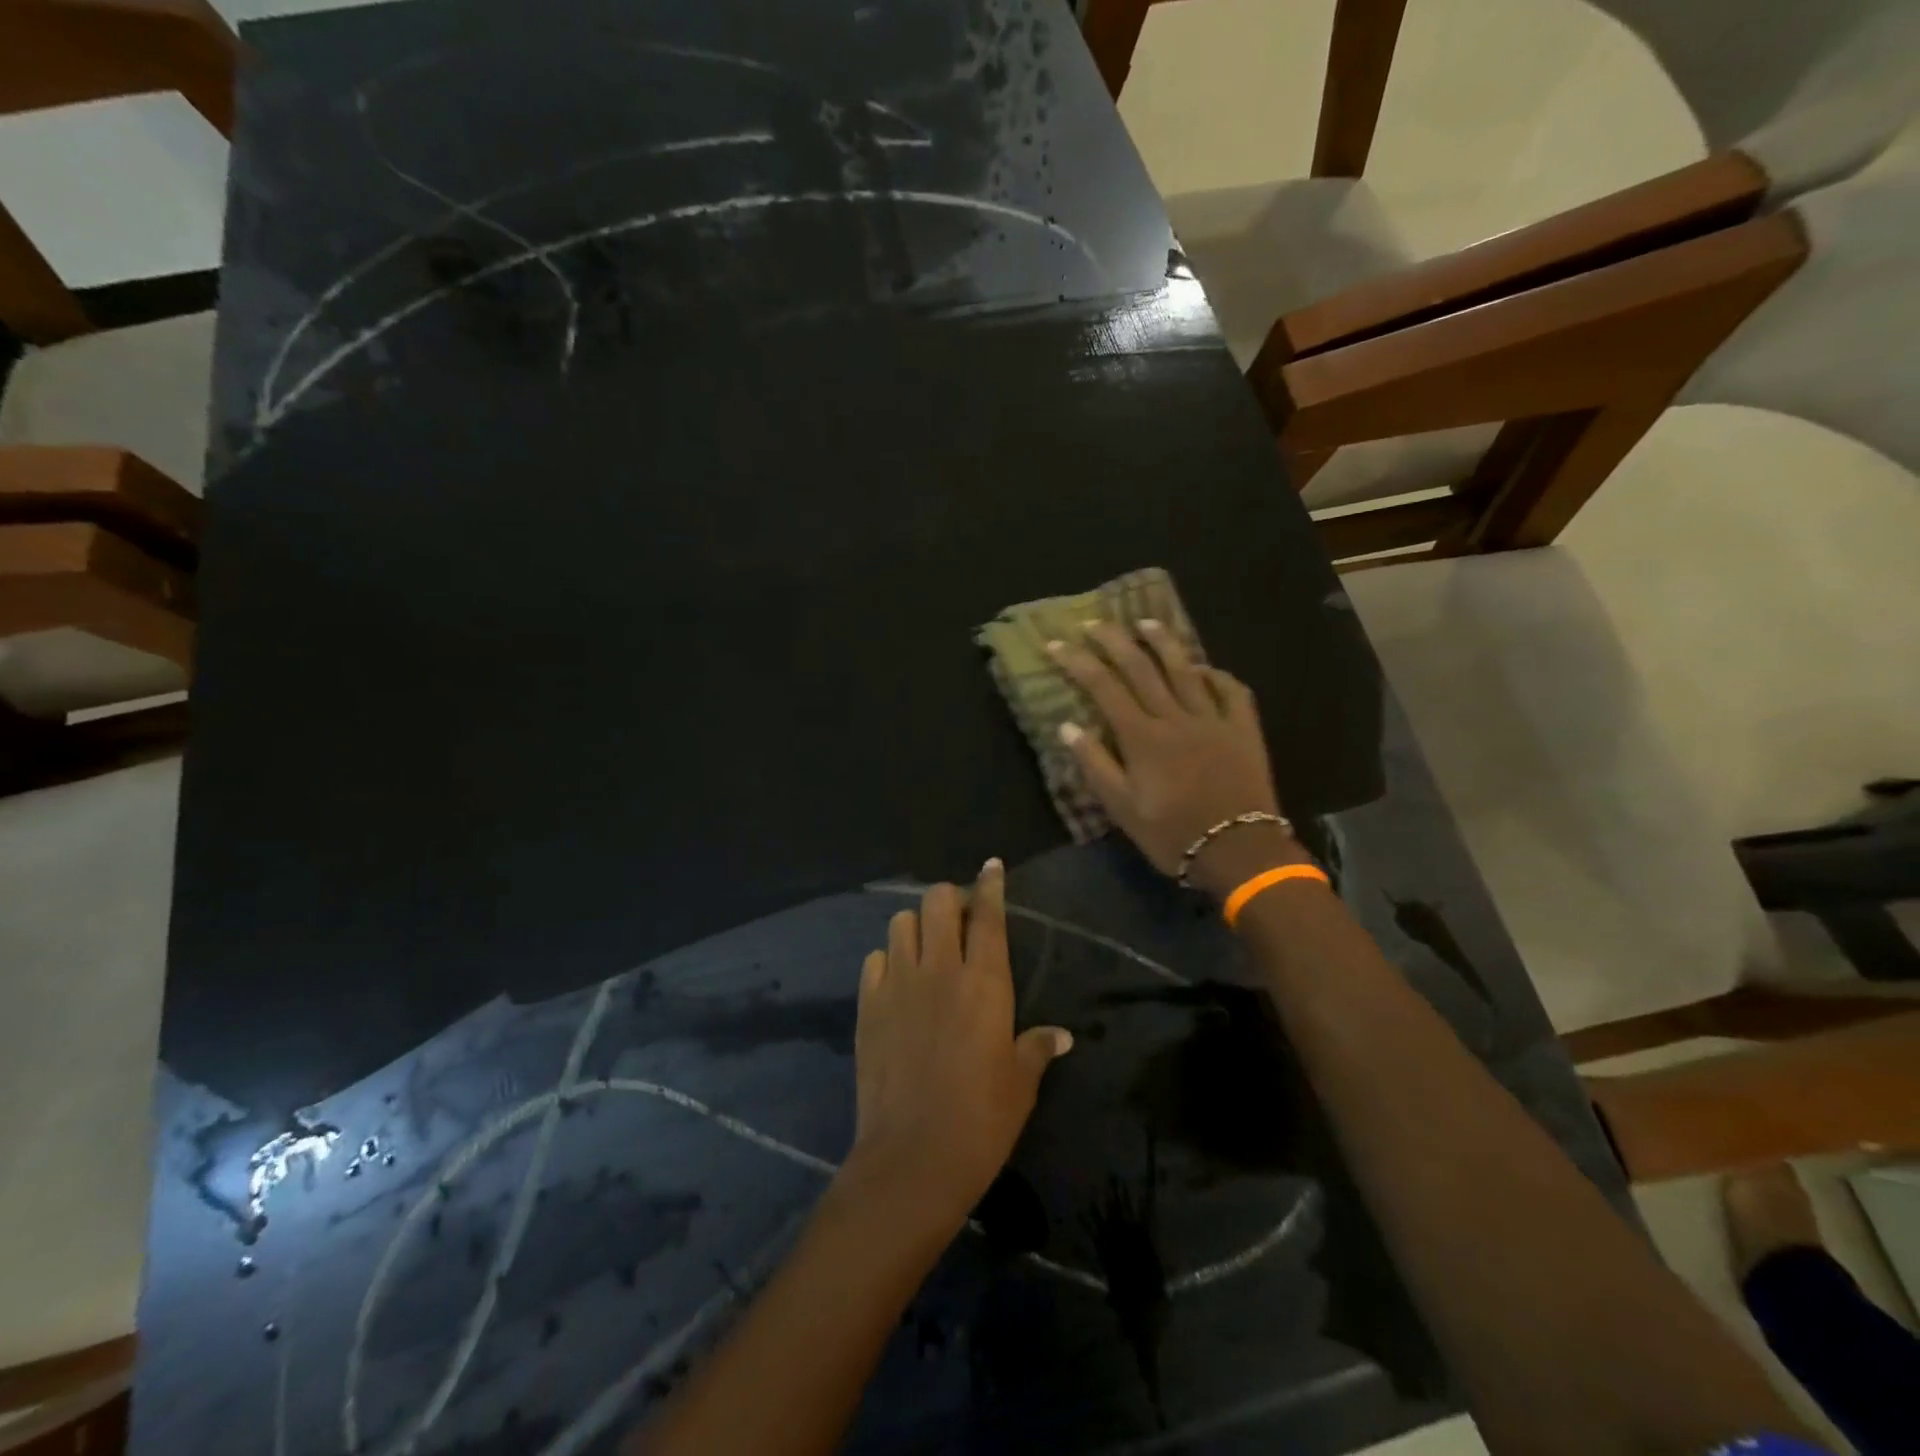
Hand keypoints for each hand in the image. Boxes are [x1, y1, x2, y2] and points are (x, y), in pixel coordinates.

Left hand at [846, 861, 1072, 1231]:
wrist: (913, 1158)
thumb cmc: (981, 1120)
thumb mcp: (1020, 1083)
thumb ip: (1037, 1048)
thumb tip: (1061, 1036)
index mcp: (984, 982)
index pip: (988, 915)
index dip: (990, 884)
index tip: (991, 865)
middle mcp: (940, 969)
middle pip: (938, 901)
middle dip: (949, 900)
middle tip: (959, 921)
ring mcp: (898, 984)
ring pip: (901, 921)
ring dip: (916, 925)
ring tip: (926, 949)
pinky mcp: (868, 1005)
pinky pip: (875, 959)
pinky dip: (888, 960)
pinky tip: (897, 983)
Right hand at [1048, 620, 1305, 895]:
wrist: (1239, 851)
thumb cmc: (1173, 834)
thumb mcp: (1122, 809)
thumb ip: (1095, 764)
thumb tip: (1067, 726)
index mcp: (1142, 737)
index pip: (1103, 687)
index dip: (1077, 661)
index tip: (1055, 643)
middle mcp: (1175, 717)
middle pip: (1141, 667)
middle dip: (1114, 640)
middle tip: (1095, 623)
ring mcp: (1213, 719)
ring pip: (1185, 668)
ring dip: (1163, 641)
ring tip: (1146, 622)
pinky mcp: (1243, 729)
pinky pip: (1231, 690)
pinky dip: (1215, 674)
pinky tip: (1203, 668)